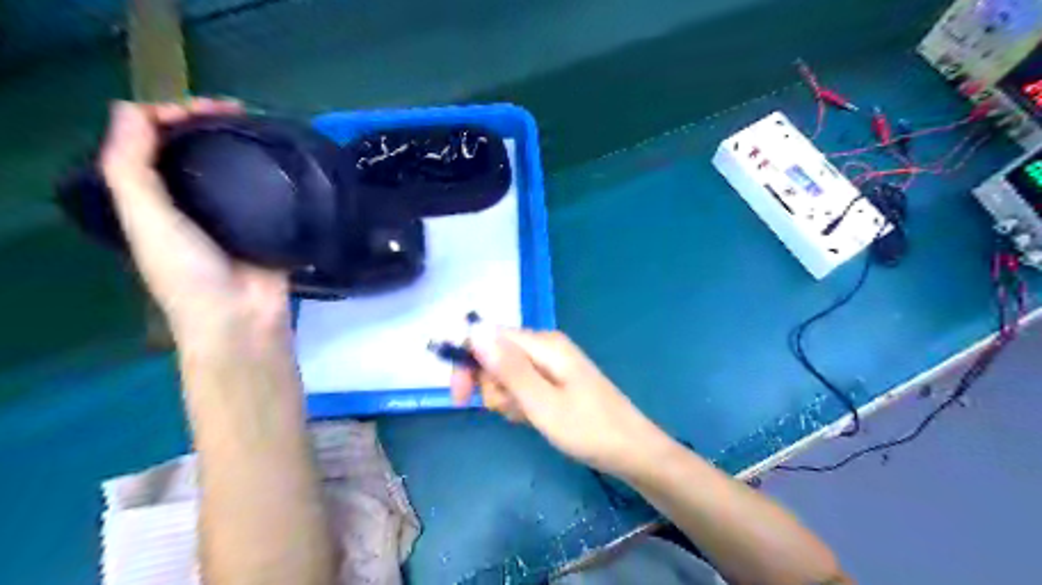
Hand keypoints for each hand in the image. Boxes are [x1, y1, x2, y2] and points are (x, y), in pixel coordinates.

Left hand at [99, 98, 289, 345]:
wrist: (242, 317)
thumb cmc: (189, 273)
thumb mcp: (146, 220)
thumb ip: (129, 168)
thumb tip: (132, 108)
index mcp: (155, 198)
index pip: (153, 143)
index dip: (169, 116)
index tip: (200, 110)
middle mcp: (193, 201)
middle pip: (195, 148)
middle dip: (209, 122)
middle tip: (239, 111)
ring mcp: (234, 213)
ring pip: (233, 164)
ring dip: (242, 141)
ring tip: (263, 128)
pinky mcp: (269, 223)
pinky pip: (268, 189)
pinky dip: (272, 169)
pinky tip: (282, 157)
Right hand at [450, 327, 667, 476]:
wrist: (631, 451)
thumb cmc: (588, 429)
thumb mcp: (542, 403)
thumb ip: (508, 368)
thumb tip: (475, 332)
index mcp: (544, 344)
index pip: (489, 337)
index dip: (468, 362)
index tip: (459, 396)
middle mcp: (546, 346)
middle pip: (496, 355)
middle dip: (493, 386)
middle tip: (513, 410)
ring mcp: (552, 364)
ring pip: (507, 374)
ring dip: (507, 399)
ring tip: (529, 417)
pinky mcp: (555, 380)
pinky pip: (523, 386)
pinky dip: (521, 403)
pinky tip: (535, 418)